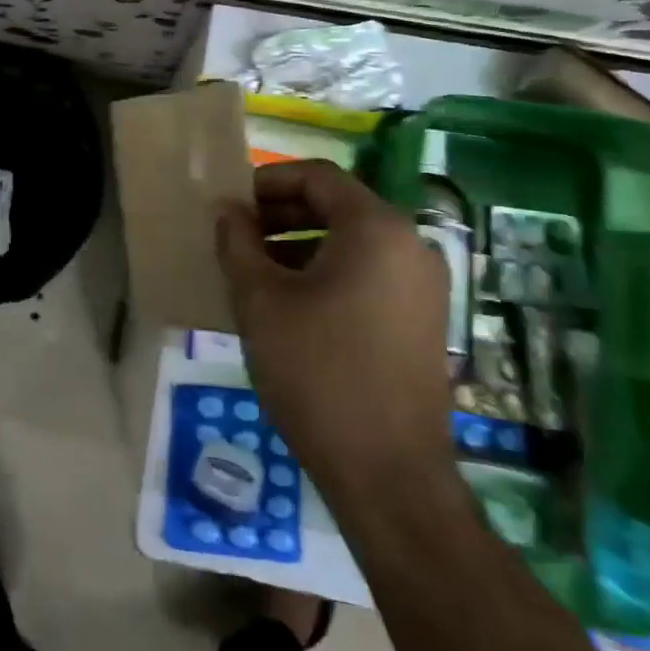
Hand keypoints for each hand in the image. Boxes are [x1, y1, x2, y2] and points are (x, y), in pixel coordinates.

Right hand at [216, 160, 454, 502]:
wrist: (388, 474)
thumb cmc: (317, 373)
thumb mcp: (261, 301)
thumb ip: (238, 243)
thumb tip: (226, 210)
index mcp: (376, 228)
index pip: (318, 176)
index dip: (268, 181)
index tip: (232, 205)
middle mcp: (411, 244)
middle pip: (338, 206)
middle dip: (281, 214)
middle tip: (238, 238)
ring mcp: (423, 284)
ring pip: (353, 243)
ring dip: (301, 245)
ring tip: (256, 272)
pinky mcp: (423, 320)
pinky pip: (369, 274)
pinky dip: (328, 273)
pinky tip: (291, 305)